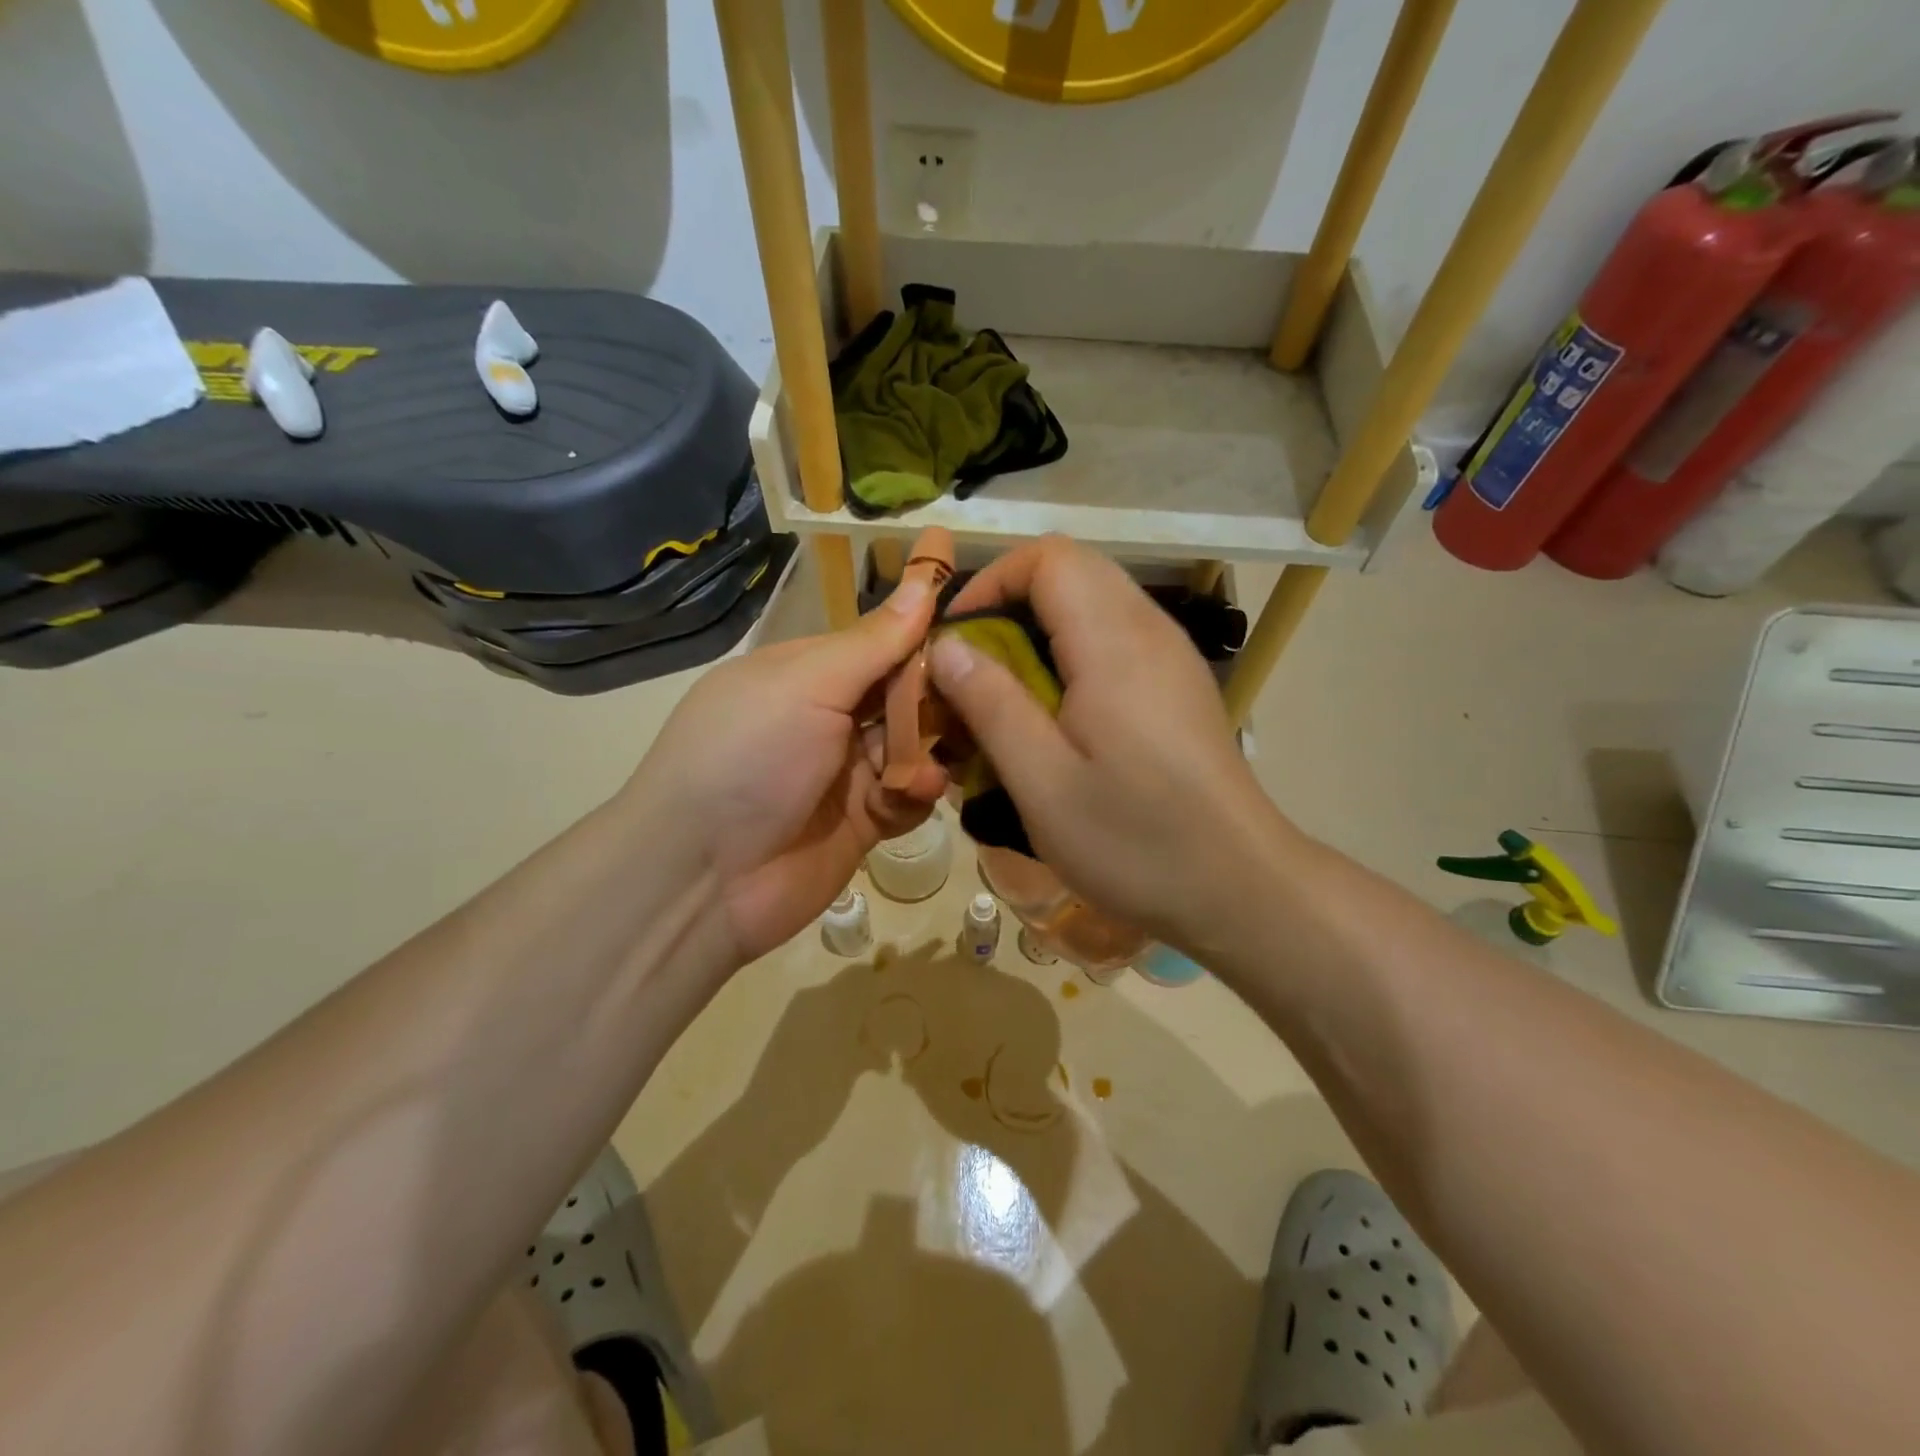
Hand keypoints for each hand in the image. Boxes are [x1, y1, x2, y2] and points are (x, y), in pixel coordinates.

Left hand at [630, 573, 947, 962]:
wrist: (703, 879)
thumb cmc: (750, 758)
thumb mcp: (807, 684)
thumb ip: (874, 642)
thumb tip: (925, 580)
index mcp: (806, 672)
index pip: (881, 642)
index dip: (926, 636)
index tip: (979, 631)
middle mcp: (827, 717)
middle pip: (904, 695)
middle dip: (937, 699)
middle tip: (976, 703)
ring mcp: (845, 772)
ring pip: (913, 746)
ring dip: (927, 751)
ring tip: (927, 766)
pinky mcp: (863, 821)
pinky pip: (908, 796)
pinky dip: (914, 794)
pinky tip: (910, 797)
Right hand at [927, 537, 1292, 952]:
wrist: (1240, 886)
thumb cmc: (1136, 841)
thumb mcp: (1043, 783)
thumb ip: (991, 705)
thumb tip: (947, 646)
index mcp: (1114, 644)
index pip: (1049, 558)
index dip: (992, 581)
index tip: (957, 639)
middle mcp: (1150, 631)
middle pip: (1072, 572)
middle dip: (1011, 605)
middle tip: (976, 670)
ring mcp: (1172, 656)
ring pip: (1095, 603)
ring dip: (1041, 632)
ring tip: (1010, 697)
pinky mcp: (1179, 684)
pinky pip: (1116, 638)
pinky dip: (1073, 654)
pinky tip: (1060, 718)